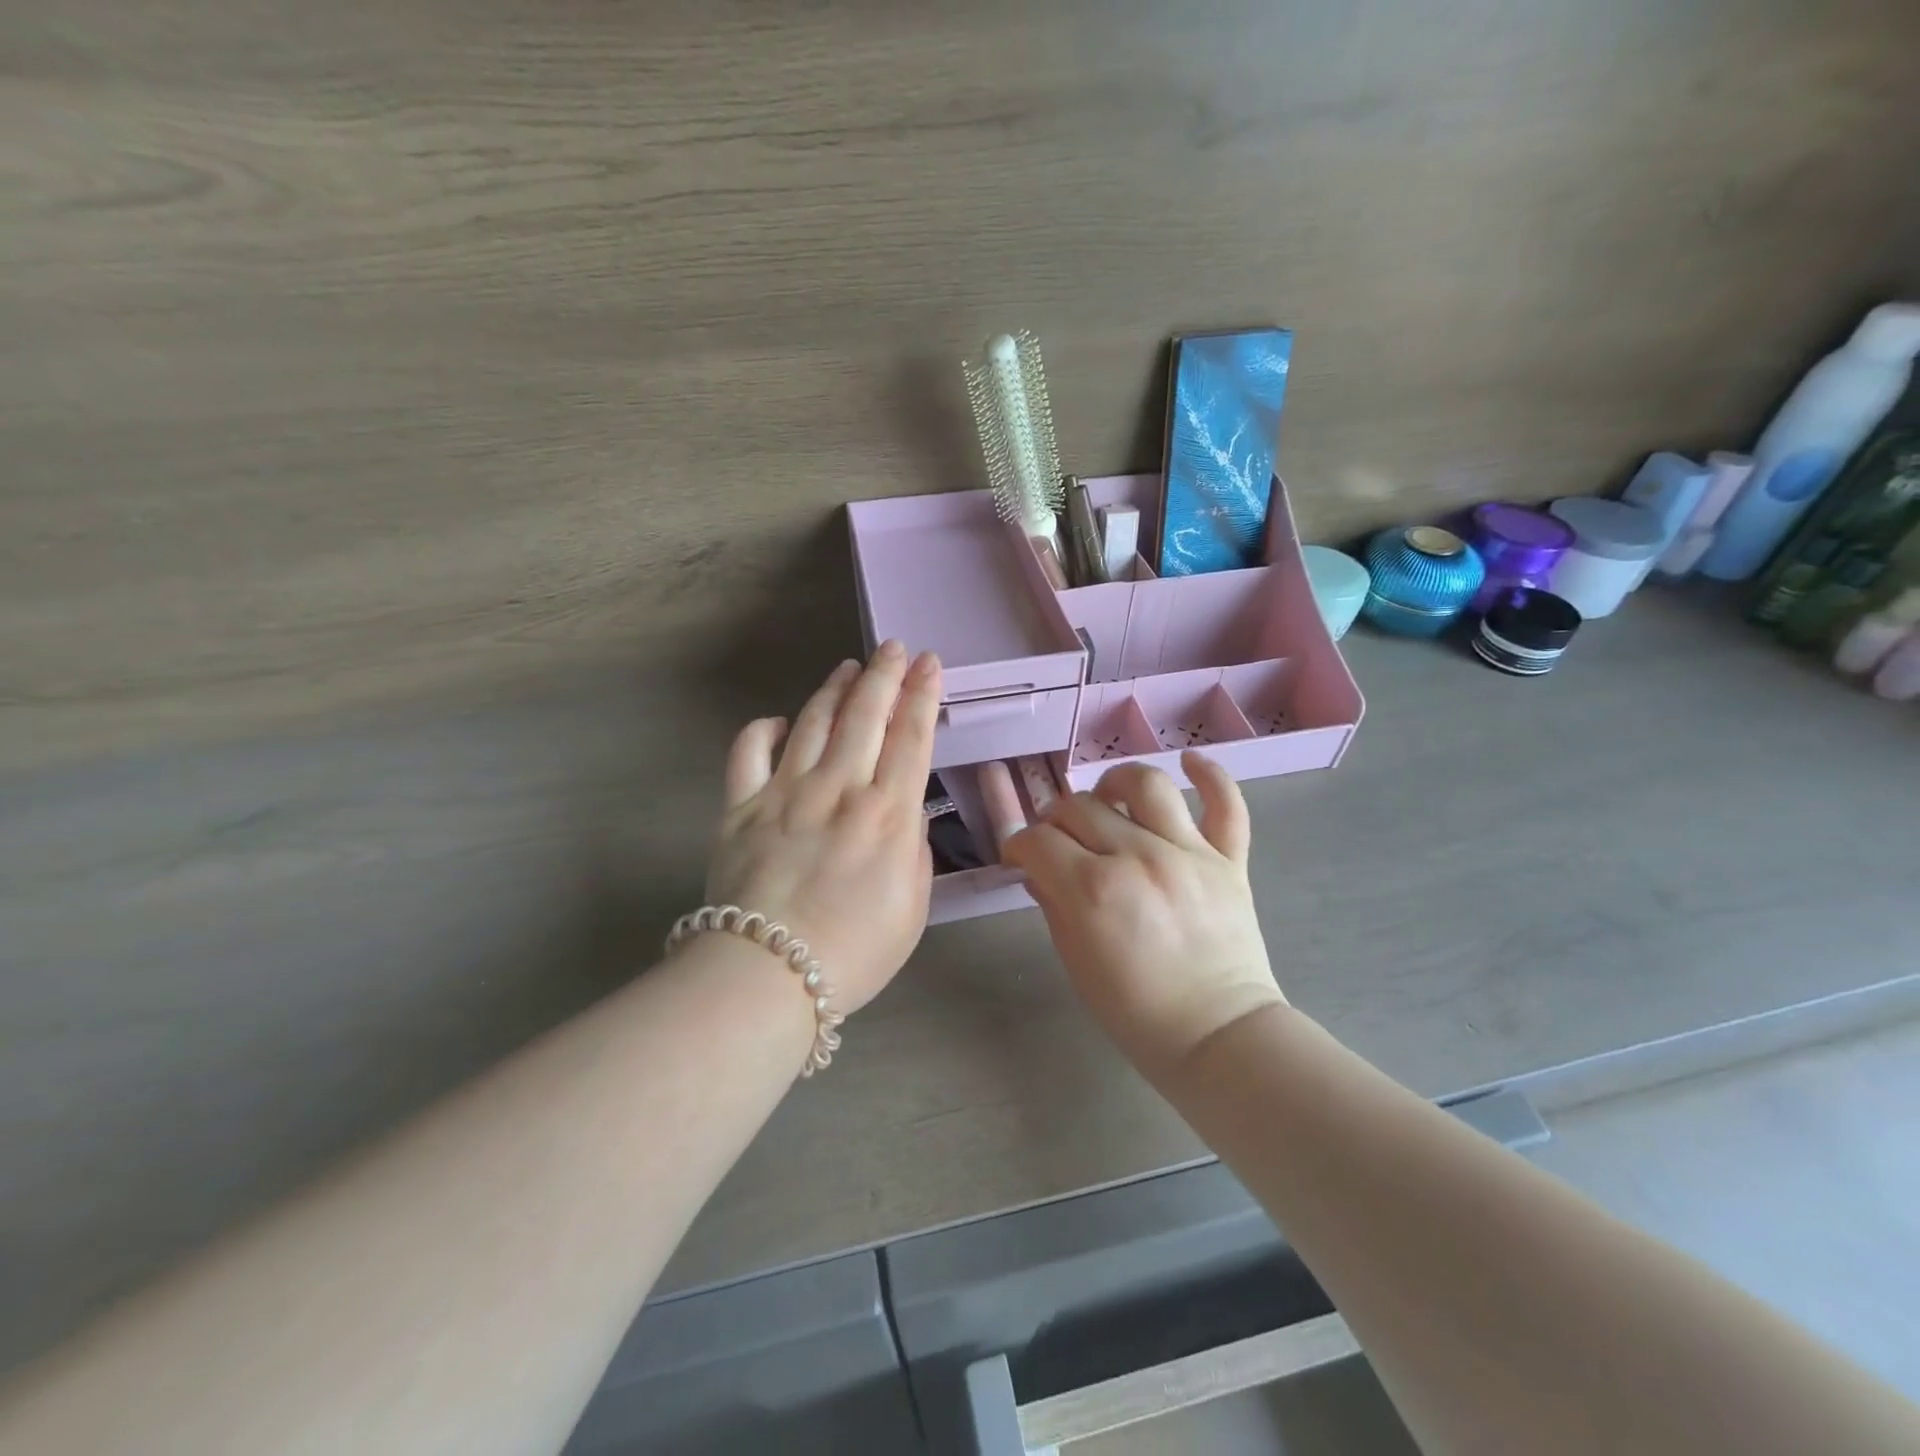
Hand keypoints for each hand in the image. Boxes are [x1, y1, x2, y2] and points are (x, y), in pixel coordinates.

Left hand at [702, 642, 942, 1014]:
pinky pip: (749, 752)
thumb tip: (904, 810)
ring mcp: (785, 792)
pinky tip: (781, 722)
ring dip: (834, 689)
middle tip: (893, 648)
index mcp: (887, 813)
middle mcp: (839, 789)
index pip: (911, 737)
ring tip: (849, 667)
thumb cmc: (854, 951)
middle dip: (883, 674)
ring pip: (814, 722)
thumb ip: (912, 848)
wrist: (768, 976)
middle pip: (865, 715)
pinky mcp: (740, 807)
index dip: (922, 694)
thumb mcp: (912, 906)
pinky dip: (765, 729)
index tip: (929, 664)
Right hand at [1004, 752, 1284, 1073]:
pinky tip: (1189, 761)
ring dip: (1115, 783)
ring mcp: (1188, 854)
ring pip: (1145, 785)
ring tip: (1108, 798)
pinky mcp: (1229, 860)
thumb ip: (1054, 905)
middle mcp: (1138, 857)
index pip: (1039, 840)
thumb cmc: (1136, 1012)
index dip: (1020, 845)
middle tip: (1058, 841)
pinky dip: (1210, 775)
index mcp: (1093, 890)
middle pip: (1081, 807)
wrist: (1218, 1037)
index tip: (1020, 857)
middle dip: (1057, 820)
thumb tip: (1040, 869)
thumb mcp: (1077, 962)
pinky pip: (1226, 804)